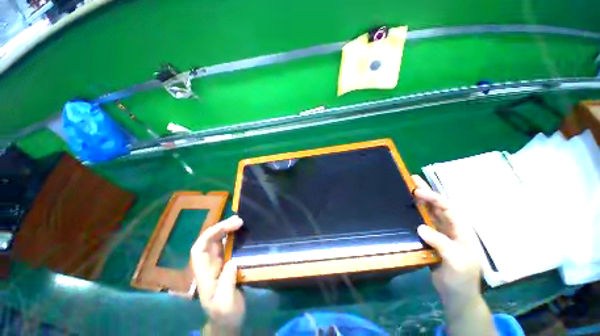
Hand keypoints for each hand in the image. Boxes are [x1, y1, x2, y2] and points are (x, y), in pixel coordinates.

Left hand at [191, 216, 244, 334]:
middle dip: (221, 228)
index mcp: (204, 274)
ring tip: (240, 221)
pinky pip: (227, 246)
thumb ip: (227, 284)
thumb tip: (232, 261)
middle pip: (208, 241)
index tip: (229, 227)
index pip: (199, 249)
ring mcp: (217, 264)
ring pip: (217, 242)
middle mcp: (208, 265)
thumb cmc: (225, 314)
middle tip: (239, 220)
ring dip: (227, 229)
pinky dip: (233, 237)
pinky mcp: (226, 264)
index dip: (210, 234)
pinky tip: (241, 232)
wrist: (228, 322)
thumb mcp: (226, 303)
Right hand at [412, 175, 496, 335]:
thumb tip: (420, 227)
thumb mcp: (456, 262)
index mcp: (461, 230)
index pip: (448, 208)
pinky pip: (423, 222)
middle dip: (427, 192)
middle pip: (438, 206)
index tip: (417, 191)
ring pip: (430, 212)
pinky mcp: (432, 239)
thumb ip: (441, 243)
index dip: (433, 198)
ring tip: (408, 189)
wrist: (456, 294)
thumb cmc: (461, 278)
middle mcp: (451, 228)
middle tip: (413, 180)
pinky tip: (408, 208)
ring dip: (420, 200)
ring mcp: (441, 233)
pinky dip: (416, 213)